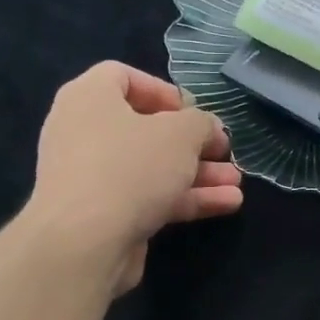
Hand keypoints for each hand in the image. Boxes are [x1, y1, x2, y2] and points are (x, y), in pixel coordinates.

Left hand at [28, 62, 241, 293]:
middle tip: (223, 150)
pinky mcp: (105, 215)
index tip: (193, 110)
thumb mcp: (181, 133)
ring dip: (197, 174)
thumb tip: (209, 130)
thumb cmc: (131, 167)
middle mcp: (84, 133)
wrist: (85, 242)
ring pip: (153, 168)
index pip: (122, 76)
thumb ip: (201, 124)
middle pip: (145, 128)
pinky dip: (185, 199)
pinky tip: (226, 204)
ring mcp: (93, 178)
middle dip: (193, 143)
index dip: (162, 89)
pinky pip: (150, 198)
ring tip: (235, 182)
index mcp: (89, 98)